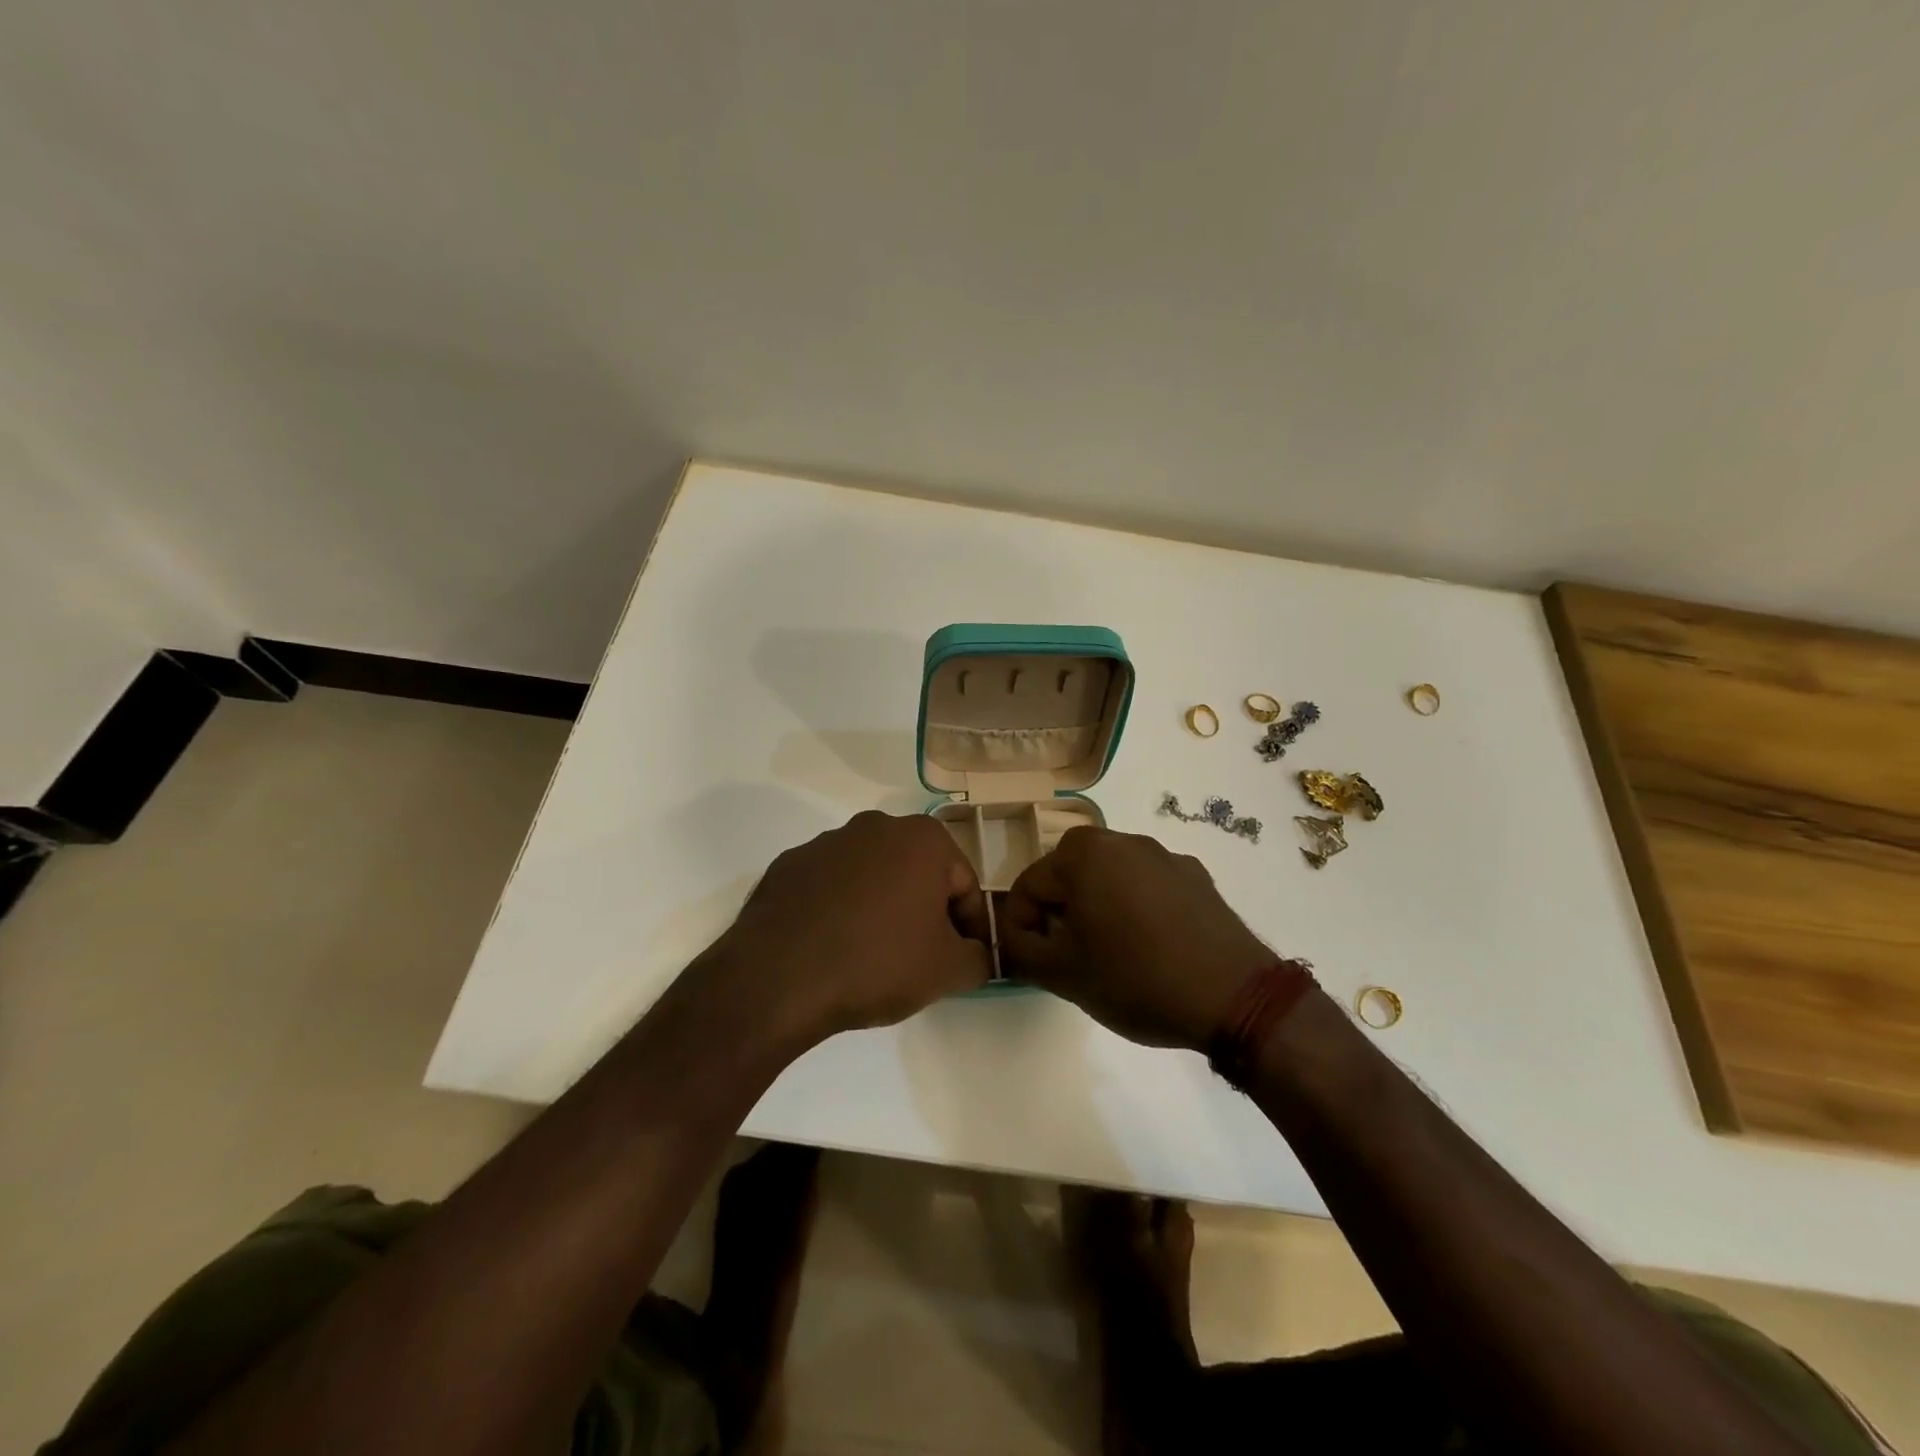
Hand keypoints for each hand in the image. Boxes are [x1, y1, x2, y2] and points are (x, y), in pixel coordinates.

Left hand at [713, 811, 992, 1041]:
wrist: (779, 978)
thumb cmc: (878, 963)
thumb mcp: (948, 971)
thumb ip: (979, 958)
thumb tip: (976, 954)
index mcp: (922, 839)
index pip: (964, 884)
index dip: (970, 926)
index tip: (965, 960)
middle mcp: (876, 826)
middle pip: (918, 873)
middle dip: (925, 911)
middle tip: (921, 958)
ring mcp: (826, 842)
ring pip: (873, 876)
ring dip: (881, 907)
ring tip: (872, 956)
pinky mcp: (789, 864)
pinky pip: (830, 887)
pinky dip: (840, 909)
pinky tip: (832, 947)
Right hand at [1001, 827, 1272, 1050]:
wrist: (1234, 997)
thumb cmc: (1136, 979)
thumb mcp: (1062, 974)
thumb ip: (1020, 949)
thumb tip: (1010, 935)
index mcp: (1084, 853)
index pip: (1029, 885)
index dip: (1023, 926)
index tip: (1037, 961)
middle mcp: (1123, 840)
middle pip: (1069, 875)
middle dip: (1061, 914)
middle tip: (1071, 958)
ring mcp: (1165, 855)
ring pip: (1110, 878)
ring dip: (1098, 909)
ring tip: (1112, 955)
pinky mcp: (1197, 876)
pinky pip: (1148, 886)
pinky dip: (1137, 908)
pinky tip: (1153, 947)